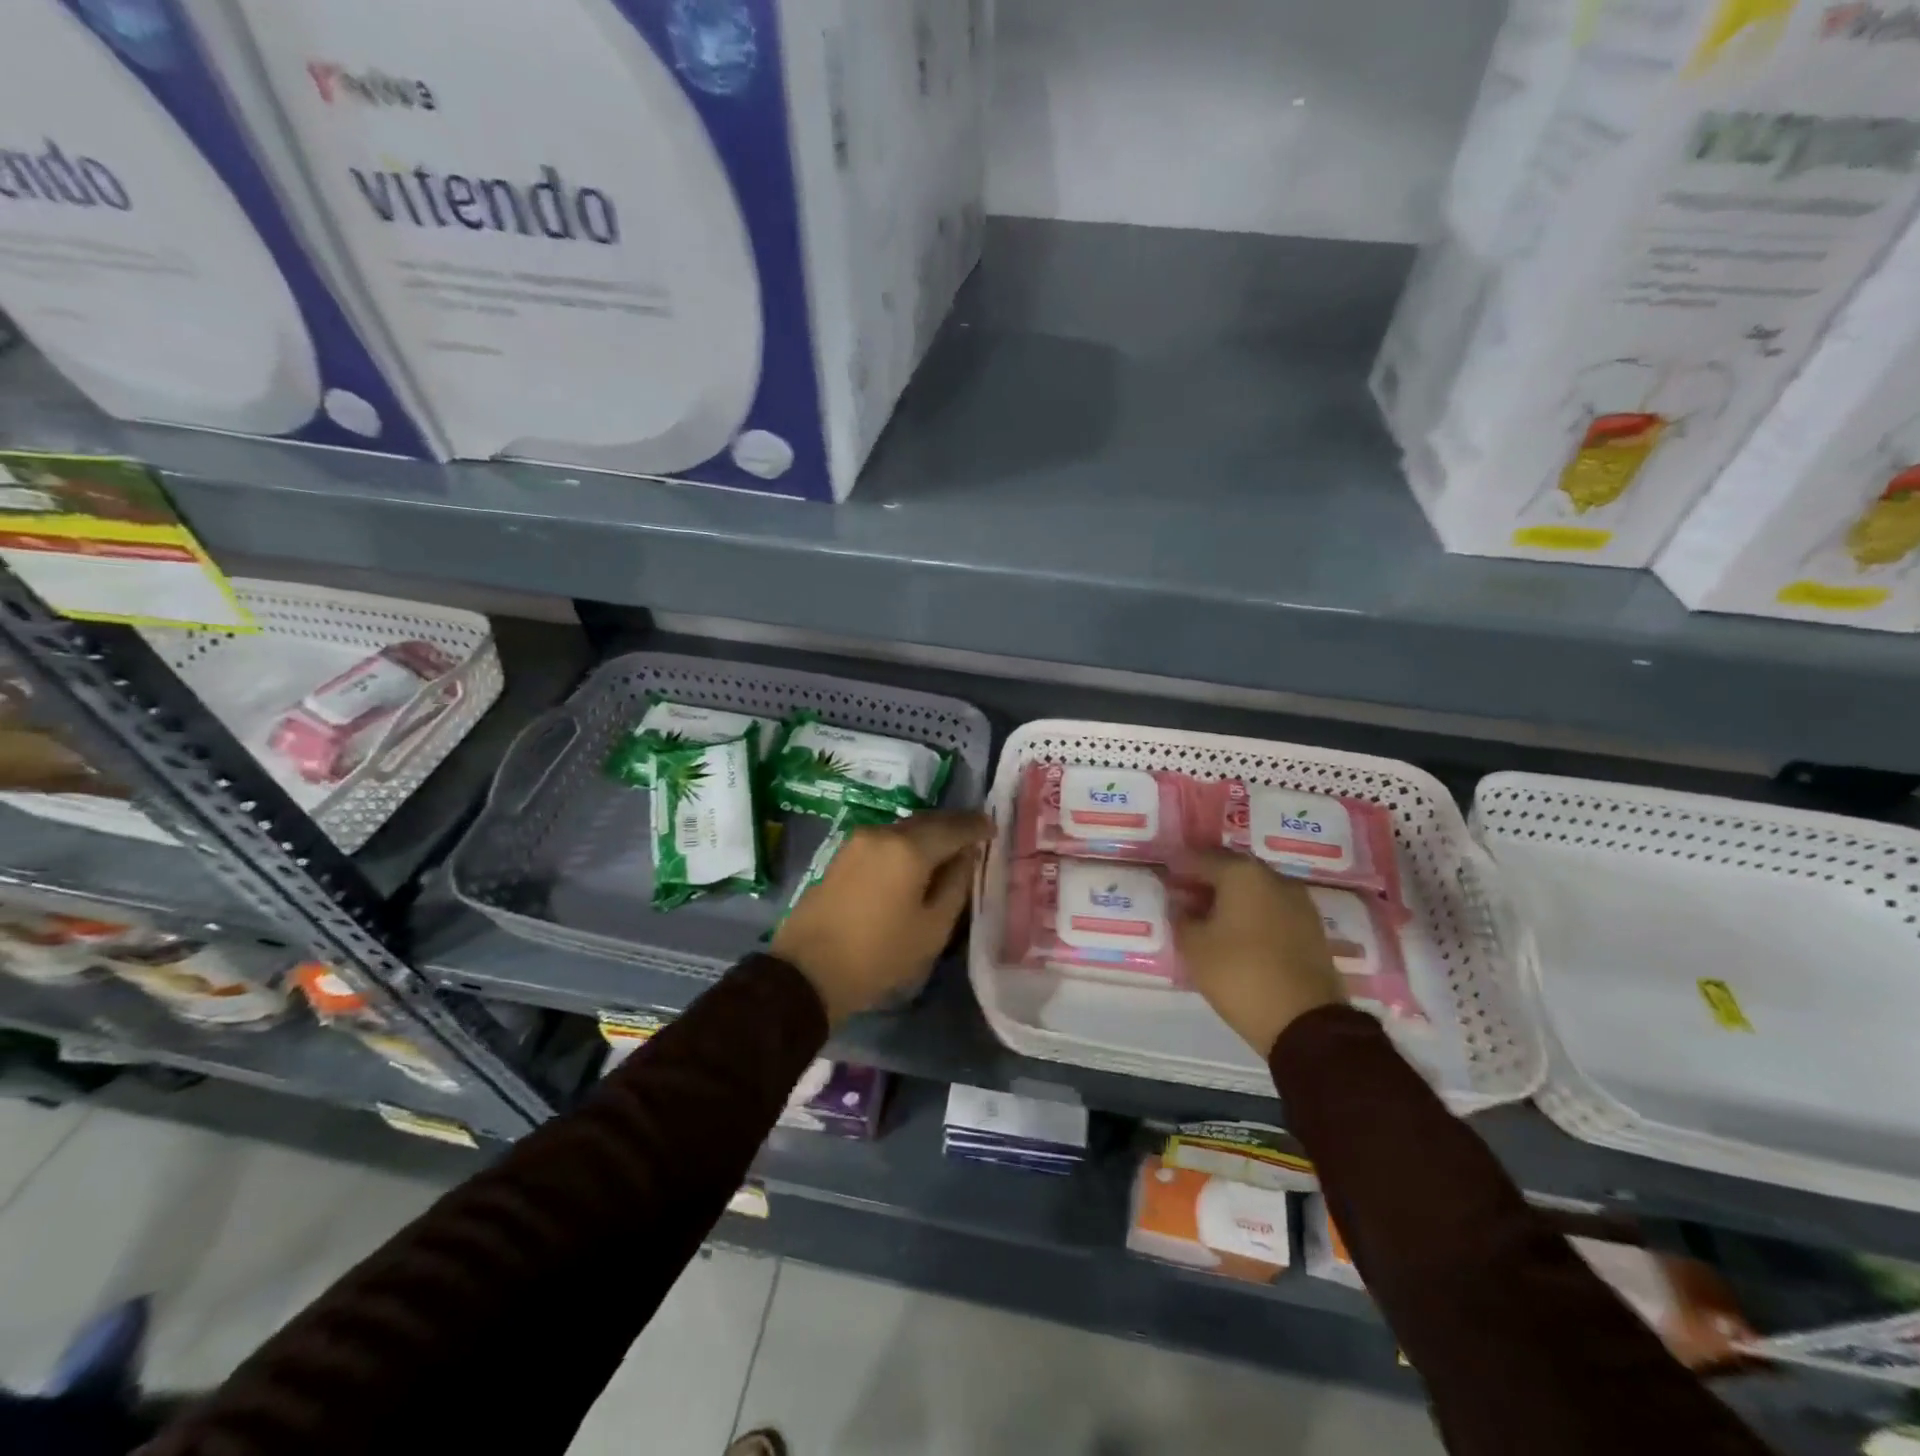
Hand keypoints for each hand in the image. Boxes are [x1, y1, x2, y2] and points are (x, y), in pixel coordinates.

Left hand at [773, 810, 991, 1025]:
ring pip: (903, 829)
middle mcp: (882, 833)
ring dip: (927, 835)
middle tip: (974, 834)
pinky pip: (884, 841)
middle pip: (926, 821)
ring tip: (946, 850)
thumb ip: (956, 885)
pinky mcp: (841, 855)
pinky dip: (905, 845)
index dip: (976, 826)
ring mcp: (857, 841)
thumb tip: (965, 856)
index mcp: (909, 849)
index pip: (953, 828)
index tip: (993, 828)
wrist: (807, 972)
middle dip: (952, 826)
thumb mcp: (932, 929)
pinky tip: (914, 861)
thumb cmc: (879, 955)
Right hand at [1173, 850, 1345, 1057]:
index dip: (1178, 868)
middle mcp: (1274, 878)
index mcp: (1242, 873)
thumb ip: (1180, 916)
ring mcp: (1299, 903)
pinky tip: (1237, 933)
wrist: (1305, 1022)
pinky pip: (1273, 910)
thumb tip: (1180, 902)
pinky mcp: (1312, 929)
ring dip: (1231, 899)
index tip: (1163, 878)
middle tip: (1184, 898)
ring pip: (1255, 890)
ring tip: (1209, 918)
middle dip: (1207, 881)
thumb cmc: (1239, 974)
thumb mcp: (1194, 947)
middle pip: (1232, 870)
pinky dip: (1252, 915)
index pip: (1201, 859)